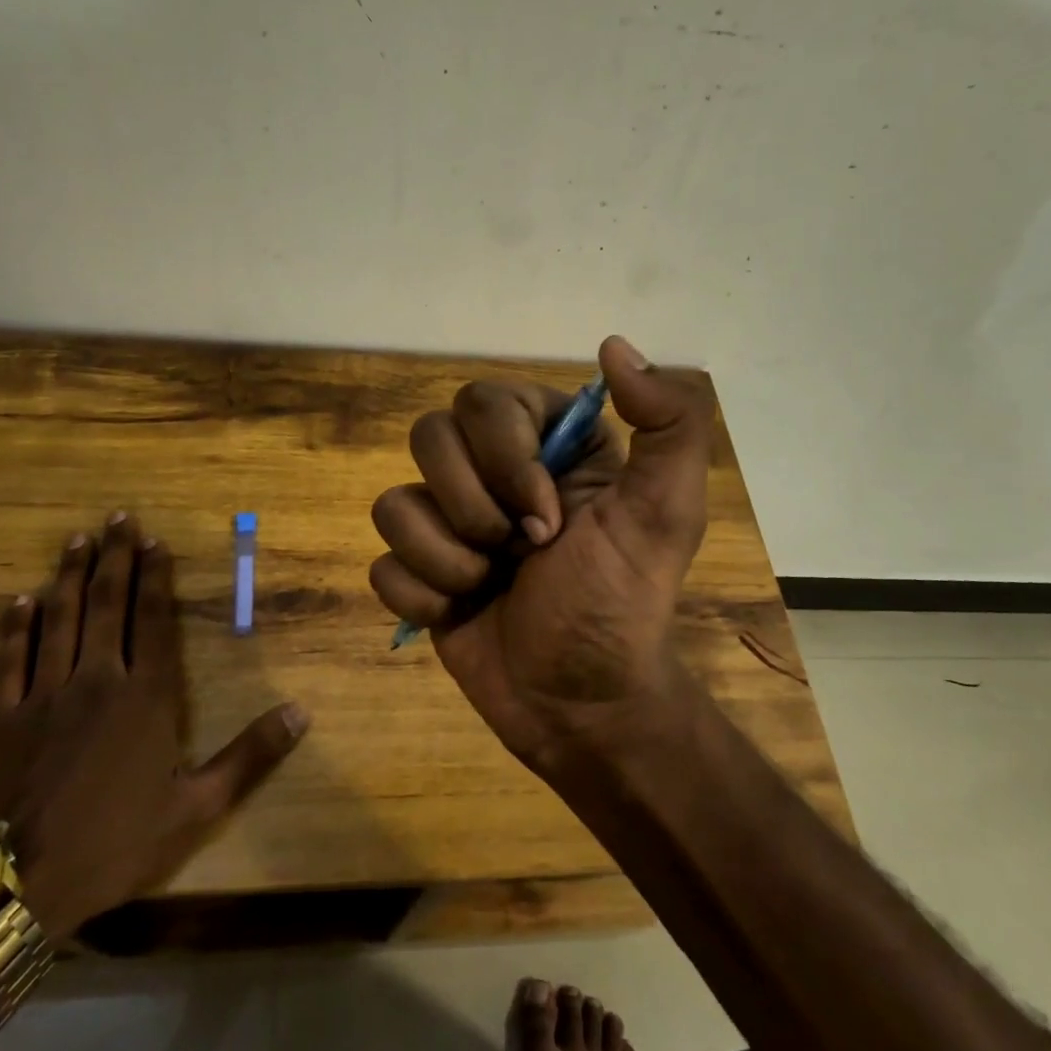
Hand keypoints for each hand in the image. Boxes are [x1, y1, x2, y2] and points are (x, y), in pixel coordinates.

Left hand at [0, 512, 307, 941]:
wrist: (15, 889)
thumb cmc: (115, 843)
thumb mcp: (198, 807)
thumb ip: (251, 755)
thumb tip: (302, 712)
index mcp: (146, 698)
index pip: (153, 622)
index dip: (155, 579)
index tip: (156, 542)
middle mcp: (97, 681)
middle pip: (107, 606)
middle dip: (115, 558)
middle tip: (118, 517)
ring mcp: (45, 696)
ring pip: (60, 621)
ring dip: (70, 577)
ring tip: (78, 540)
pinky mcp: (3, 719)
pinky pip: (11, 660)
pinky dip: (16, 627)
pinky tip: (21, 600)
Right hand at [368, 336, 715, 777]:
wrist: (580, 705)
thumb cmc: (621, 604)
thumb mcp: (665, 513)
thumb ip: (669, 423)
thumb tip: (614, 345)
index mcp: (547, 443)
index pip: (484, 401)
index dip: (504, 460)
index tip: (548, 519)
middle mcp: (493, 470)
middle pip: (428, 438)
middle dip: (473, 509)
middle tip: (521, 553)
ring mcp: (450, 521)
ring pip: (393, 501)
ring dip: (445, 558)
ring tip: (489, 586)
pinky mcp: (419, 571)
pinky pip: (381, 561)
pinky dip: (422, 595)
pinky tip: (462, 612)